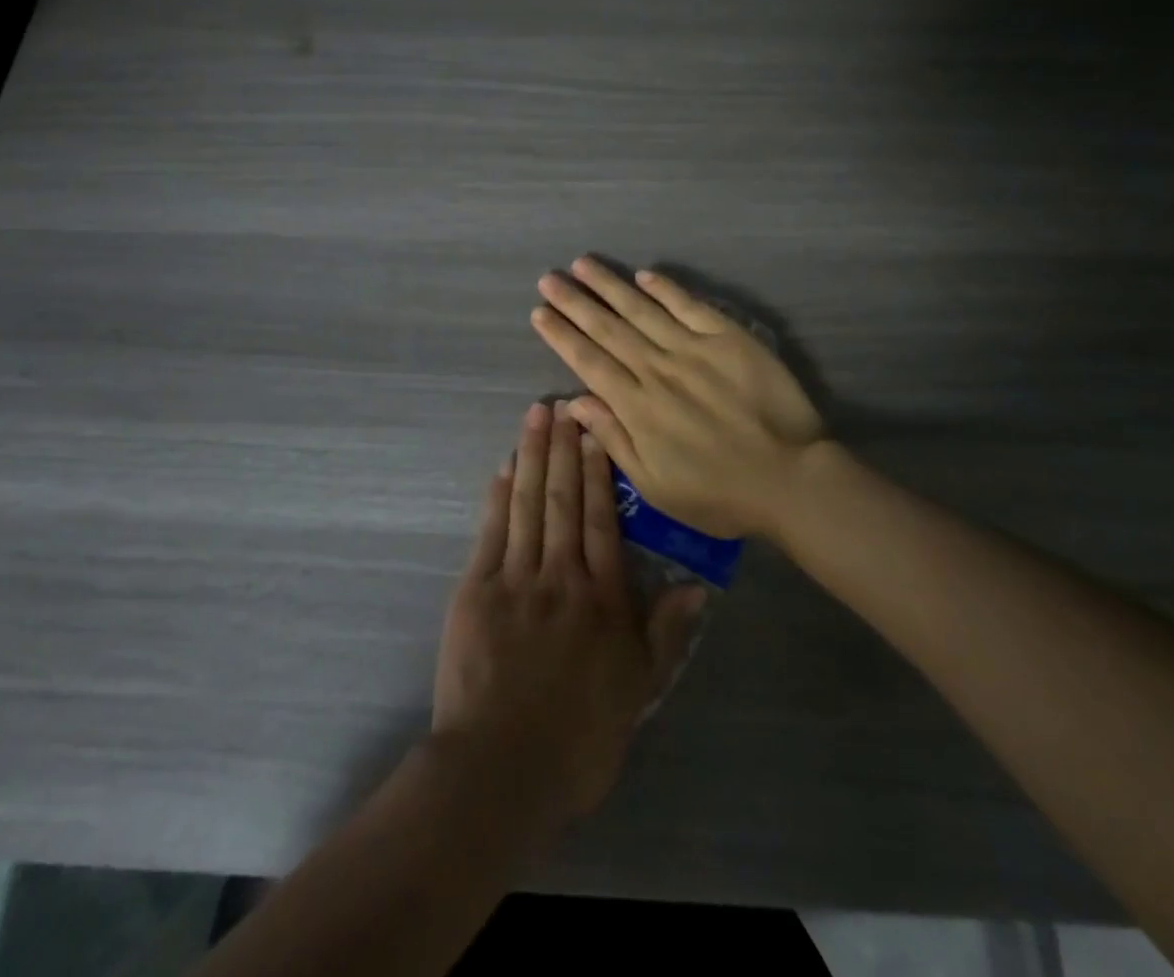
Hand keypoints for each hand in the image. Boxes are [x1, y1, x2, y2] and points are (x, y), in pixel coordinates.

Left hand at [431, 403, 705, 824]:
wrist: (500, 769)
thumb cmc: (578, 737)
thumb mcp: (637, 691)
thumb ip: (664, 633)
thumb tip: (697, 586)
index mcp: (601, 598)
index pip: (603, 521)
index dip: (600, 473)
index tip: (597, 433)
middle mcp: (561, 575)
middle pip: (564, 500)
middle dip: (564, 449)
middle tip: (564, 404)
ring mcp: (515, 578)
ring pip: (528, 504)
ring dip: (533, 456)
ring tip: (536, 416)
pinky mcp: (476, 590)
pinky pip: (491, 531)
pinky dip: (499, 495)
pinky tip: (505, 466)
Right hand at [530, 257, 825, 539]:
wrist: (790, 478)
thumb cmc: (719, 493)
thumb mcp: (655, 486)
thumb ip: (613, 440)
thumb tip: (574, 402)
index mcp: (637, 407)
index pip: (589, 362)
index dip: (561, 336)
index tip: (539, 313)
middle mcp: (658, 369)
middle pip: (608, 329)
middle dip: (574, 302)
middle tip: (548, 279)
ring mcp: (693, 349)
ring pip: (641, 309)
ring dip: (610, 285)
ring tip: (582, 264)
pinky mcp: (728, 338)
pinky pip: (689, 306)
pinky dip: (665, 289)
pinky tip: (644, 274)